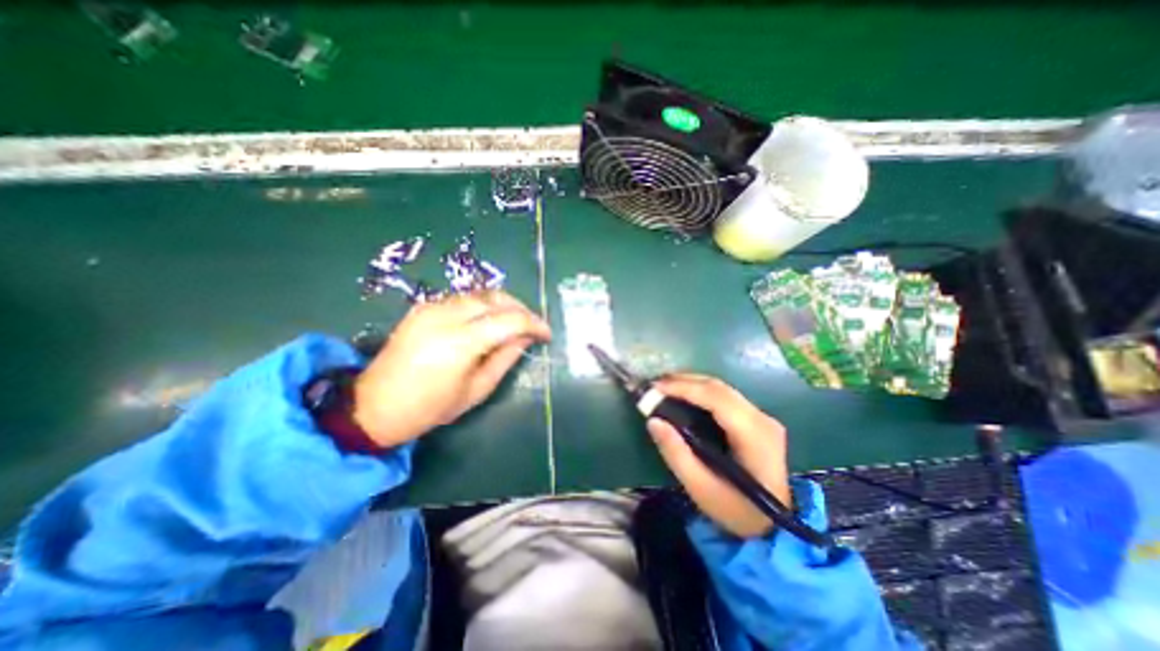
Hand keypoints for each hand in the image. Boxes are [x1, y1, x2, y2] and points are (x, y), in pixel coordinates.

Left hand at [351, 292, 547, 449]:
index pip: (510, 320)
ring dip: (504, 305)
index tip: (546, 334)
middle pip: (496, 298)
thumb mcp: (477, 390)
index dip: (534, 324)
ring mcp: (432, 308)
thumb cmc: (430, 407)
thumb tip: (526, 337)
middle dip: (521, 309)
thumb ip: (505, 358)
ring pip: (481, 294)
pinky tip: (489, 322)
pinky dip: (484, 306)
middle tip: (533, 327)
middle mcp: (446, 316)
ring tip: (515, 323)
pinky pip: (464, 299)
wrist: (374, 405)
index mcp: (460, 343)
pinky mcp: (423, 307)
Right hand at [648, 374, 793, 536]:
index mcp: (753, 436)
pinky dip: (701, 391)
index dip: (684, 388)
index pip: (716, 398)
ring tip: (665, 386)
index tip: (655, 387)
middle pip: (719, 388)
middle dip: (684, 381)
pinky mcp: (758, 420)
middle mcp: (762, 419)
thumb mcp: (701, 488)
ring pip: (722, 388)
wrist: (776, 527)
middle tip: (655, 384)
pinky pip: (725, 396)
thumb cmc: (737, 510)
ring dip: (692, 383)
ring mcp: (763, 417)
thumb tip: (653, 421)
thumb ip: (676, 453)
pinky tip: (685, 394)